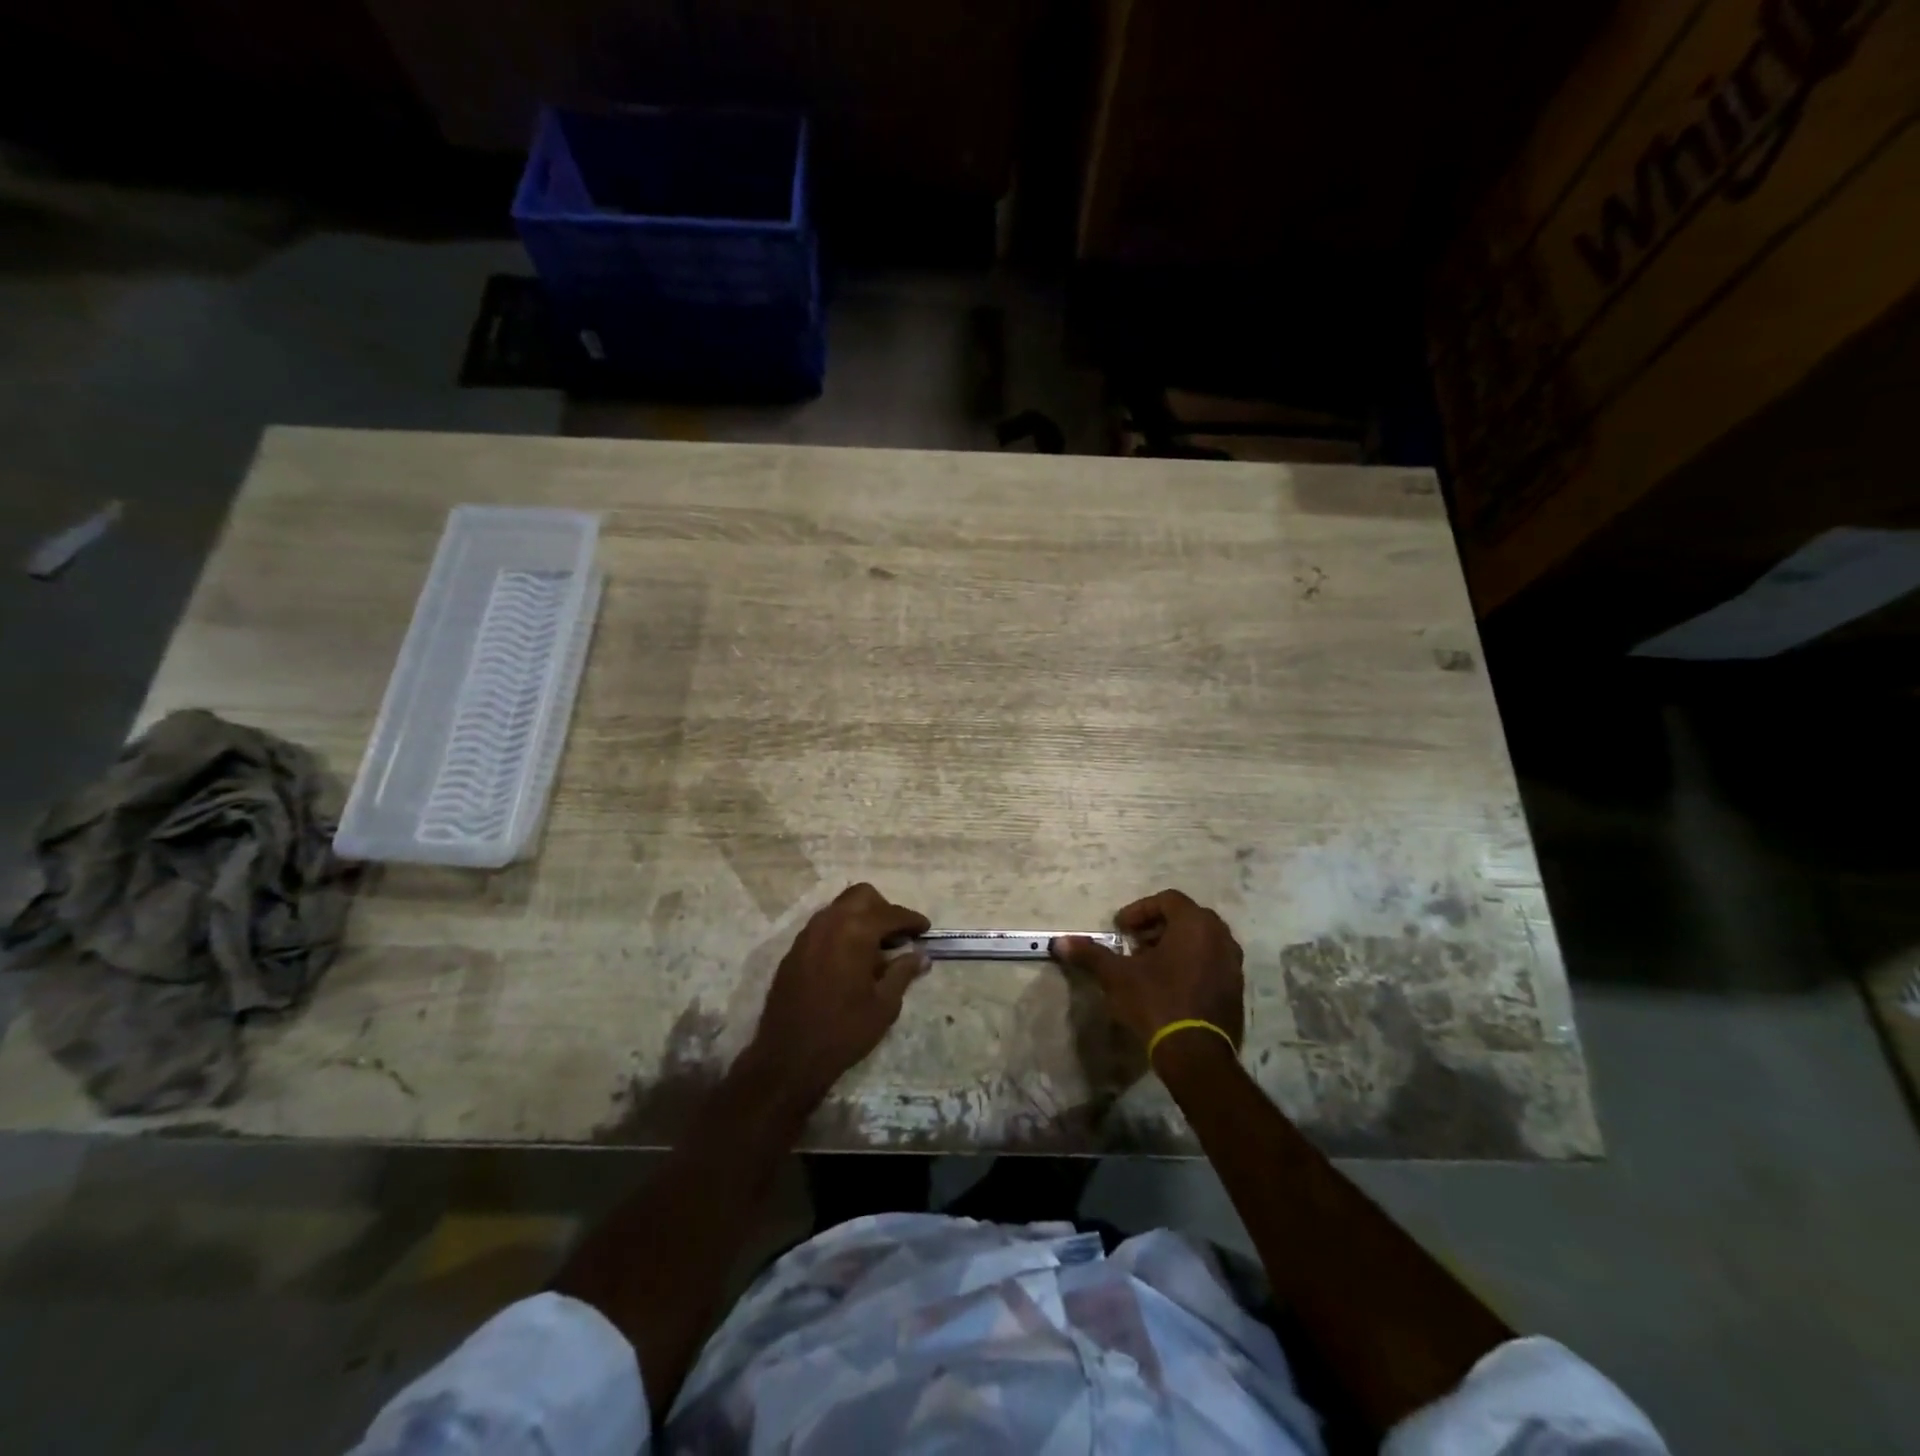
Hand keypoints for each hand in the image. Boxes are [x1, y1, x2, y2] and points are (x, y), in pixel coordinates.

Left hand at [746, 883, 930, 1106]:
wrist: (789, 1056)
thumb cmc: (844, 1031)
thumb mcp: (884, 1005)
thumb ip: (903, 972)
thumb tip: (921, 955)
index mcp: (855, 931)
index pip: (891, 913)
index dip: (912, 920)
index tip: (925, 930)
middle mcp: (830, 922)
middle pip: (862, 895)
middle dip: (884, 909)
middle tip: (897, 936)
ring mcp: (808, 934)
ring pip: (840, 907)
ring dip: (860, 917)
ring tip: (875, 948)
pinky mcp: (794, 949)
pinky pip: (823, 926)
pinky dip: (841, 931)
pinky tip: (849, 959)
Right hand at [1051, 890, 1244, 1052]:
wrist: (1196, 1054)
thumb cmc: (1156, 1002)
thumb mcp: (1117, 976)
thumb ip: (1090, 954)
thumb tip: (1059, 942)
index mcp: (1195, 924)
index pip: (1167, 900)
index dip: (1140, 910)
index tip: (1120, 929)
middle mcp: (1220, 937)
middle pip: (1186, 918)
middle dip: (1157, 927)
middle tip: (1134, 944)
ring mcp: (1232, 964)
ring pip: (1201, 941)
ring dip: (1174, 945)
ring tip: (1149, 966)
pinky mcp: (1236, 989)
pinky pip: (1211, 963)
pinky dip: (1190, 964)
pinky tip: (1169, 986)